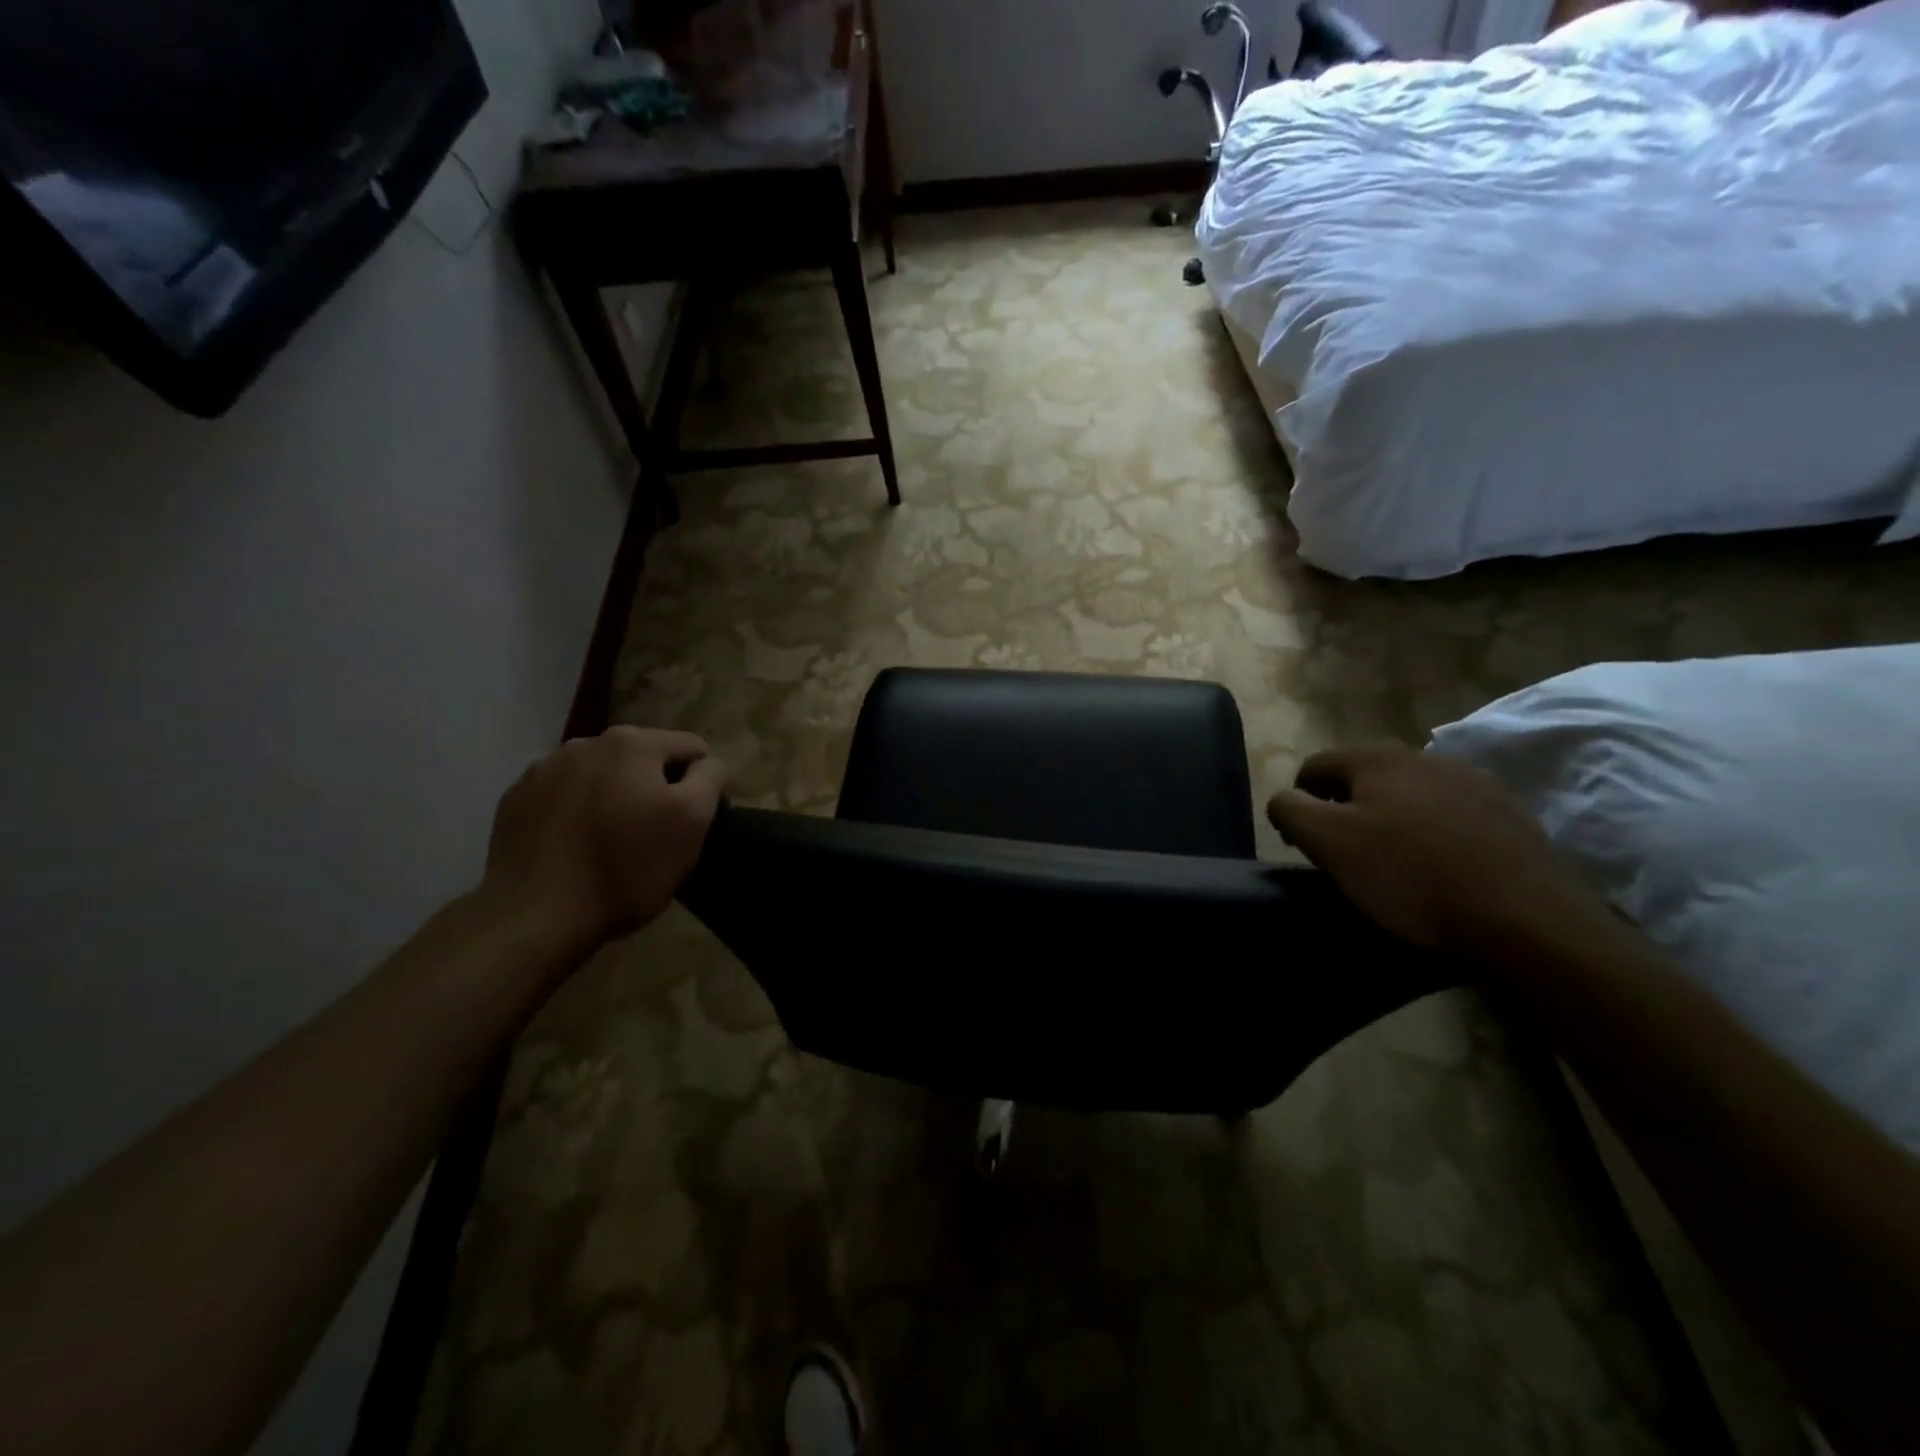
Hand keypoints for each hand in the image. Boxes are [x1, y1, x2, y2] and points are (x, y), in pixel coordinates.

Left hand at [481, 726, 725, 950]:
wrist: (535, 916)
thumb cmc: (627, 868)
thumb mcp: (692, 821)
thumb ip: (710, 778)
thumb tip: (706, 763)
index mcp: (633, 743)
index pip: (692, 749)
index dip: (701, 785)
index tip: (692, 825)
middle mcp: (585, 743)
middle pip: (643, 760)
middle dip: (654, 789)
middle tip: (653, 836)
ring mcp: (543, 770)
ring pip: (601, 776)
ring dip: (614, 798)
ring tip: (611, 843)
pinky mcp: (515, 800)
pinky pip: (563, 797)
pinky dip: (576, 813)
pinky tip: (575, 848)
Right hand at [1267, 745, 1614, 957]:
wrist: (1525, 918)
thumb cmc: (1409, 875)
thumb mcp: (1327, 842)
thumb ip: (1289, 809)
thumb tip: (1284, 799)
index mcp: (1377, 757)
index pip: (1314, 766)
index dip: (1297, 803)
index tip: (1300, 845)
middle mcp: (1425, 756)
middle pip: (1363, 778)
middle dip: (1345, 810)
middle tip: (1344, 856)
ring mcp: (1474, 782)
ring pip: (1409, 795)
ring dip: (1391, 819)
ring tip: (1394, 864)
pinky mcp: (1509, 814)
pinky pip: (1451, 816)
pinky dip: (1434, 834)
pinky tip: (1440, 868)